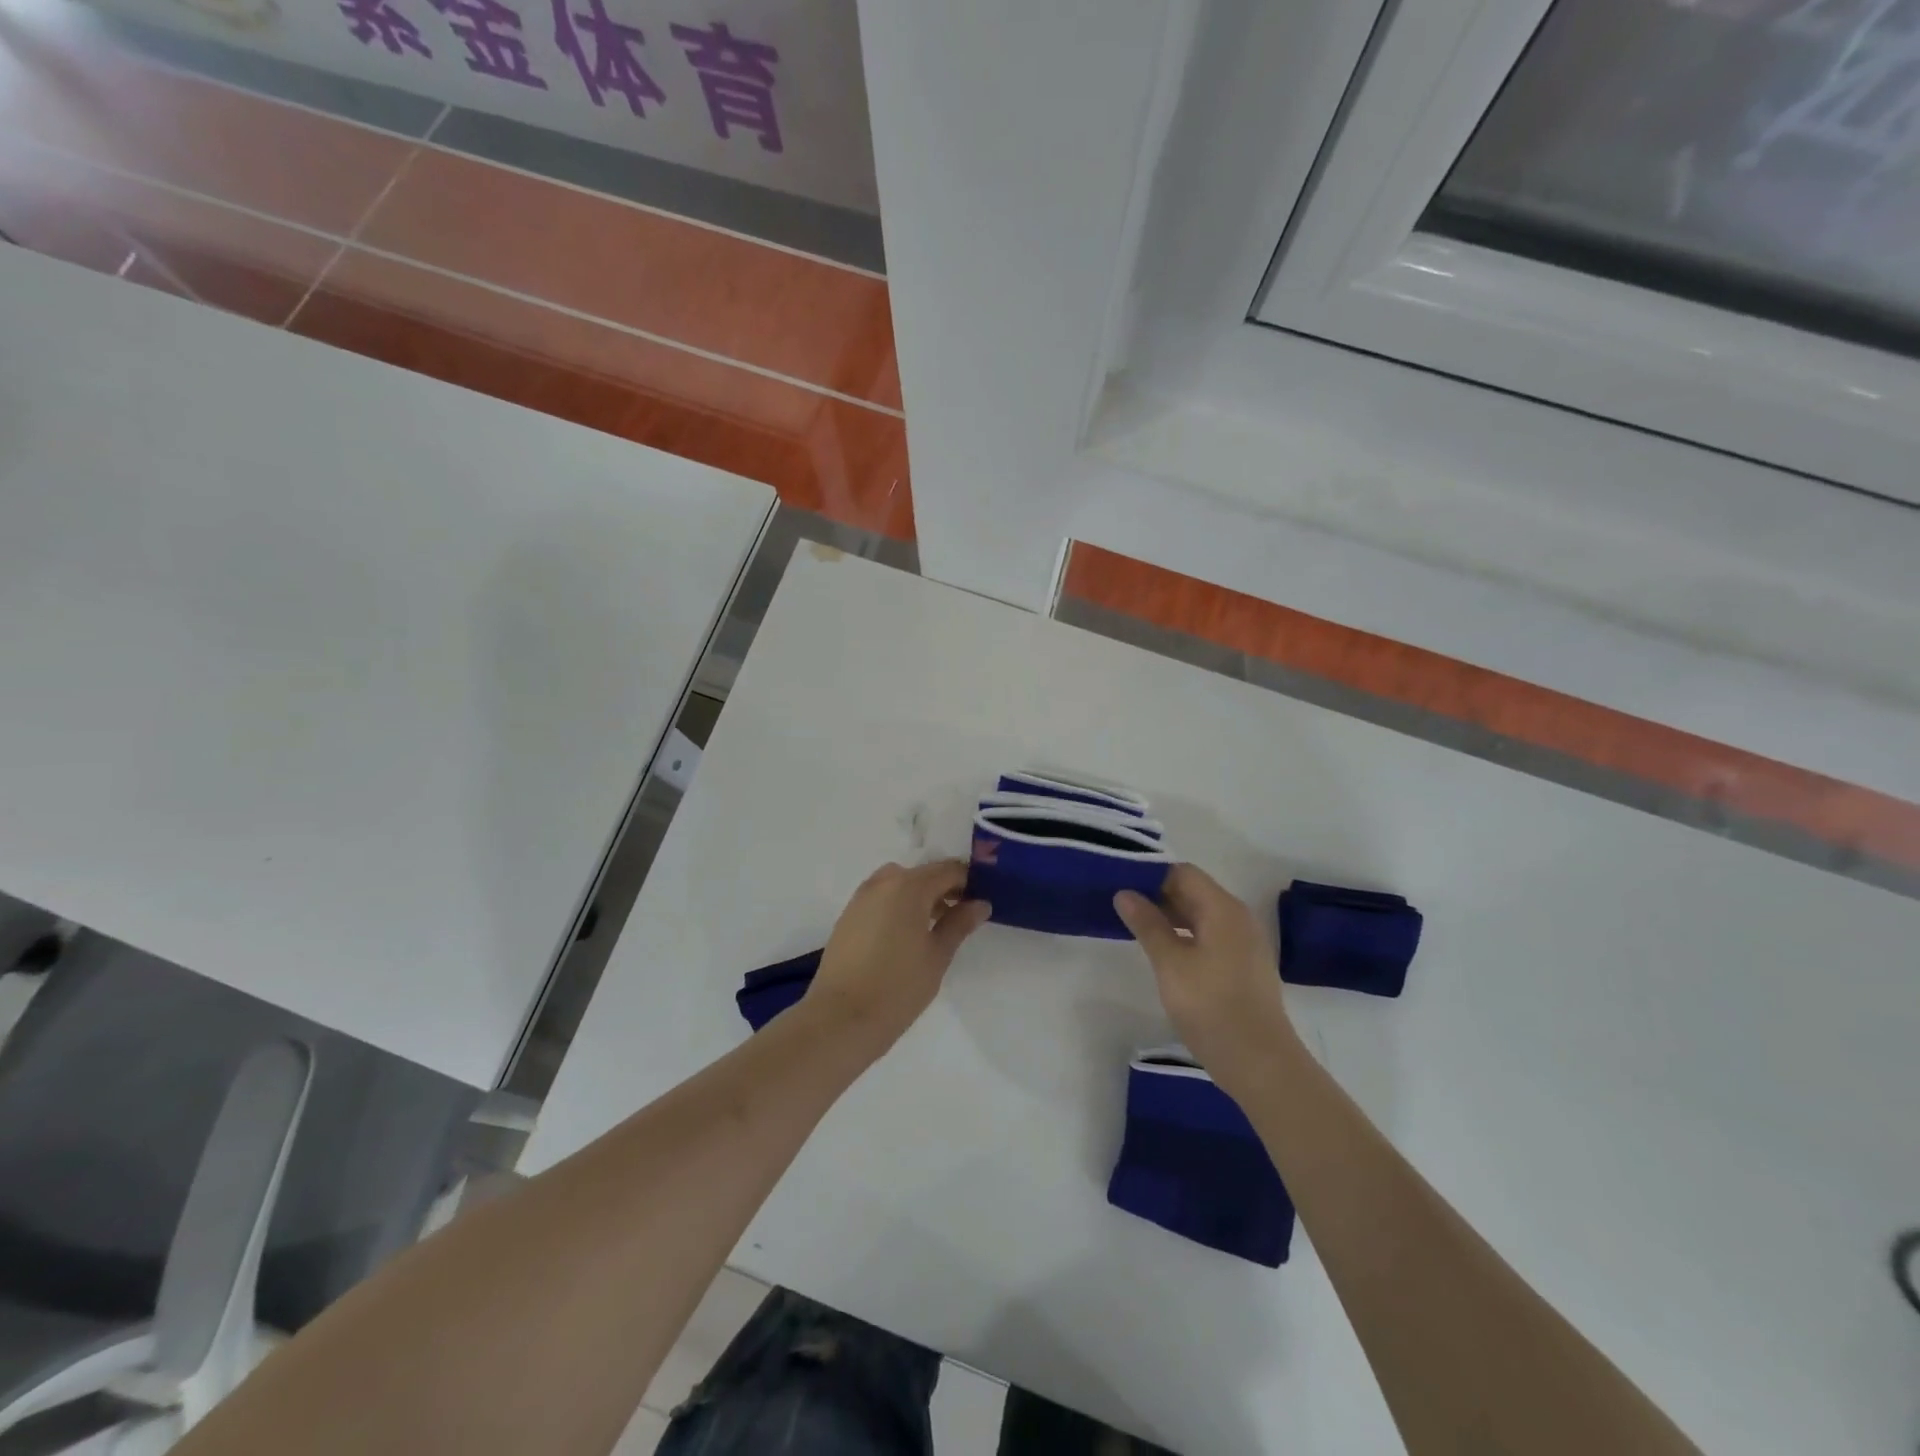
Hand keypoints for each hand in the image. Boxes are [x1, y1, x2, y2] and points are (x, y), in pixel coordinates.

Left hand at [804, 860, 989, 1045]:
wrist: (841, 1017)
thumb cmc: (898, 986)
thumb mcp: (938, 955)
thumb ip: (959, 923)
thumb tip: (980, 904)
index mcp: (909, 886)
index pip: (949, 870)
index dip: (969, 882)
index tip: (981, 902)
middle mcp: (883, 882)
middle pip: (923, 874)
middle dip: (944, 889)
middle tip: (960, 917)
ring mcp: (861, 897)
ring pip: (900, 884)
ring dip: (920, 897)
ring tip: (933, 929)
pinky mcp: (848, 915)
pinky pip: (881, 898)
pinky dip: (898, 906)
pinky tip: (905, 937)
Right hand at [1114, 864, 1299, 1093]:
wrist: (1260, 1063)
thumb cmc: (1211, 1006)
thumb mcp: (1170, 963)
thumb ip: (1147, 924)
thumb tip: (1125, 893)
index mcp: (1223, 909)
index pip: (1183, 873)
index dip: (1151, 876)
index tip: (1121, 886)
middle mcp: (1238, 918)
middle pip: (1194, 892)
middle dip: (1158, 896)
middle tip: (1122, 908)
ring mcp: (1245, 943)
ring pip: (1202, 916)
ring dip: (1171, 918)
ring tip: (1137, 931)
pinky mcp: (1245, 966)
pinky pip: (1211, 937)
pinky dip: (1187, 937)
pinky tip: (1165, 956)